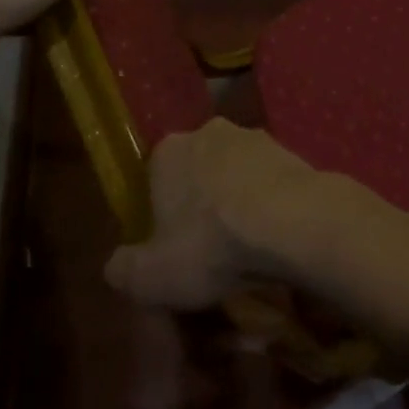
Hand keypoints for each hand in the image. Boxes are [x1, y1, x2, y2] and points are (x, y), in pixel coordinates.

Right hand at [104, 119, 322, 309]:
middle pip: (197, 170)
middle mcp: (209, 131)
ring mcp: (253, 137)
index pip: (154, 177)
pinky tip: (275, 235)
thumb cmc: (211, 243)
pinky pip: (268, 180)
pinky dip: (268, 202)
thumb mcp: (151, 277)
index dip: (160, 212)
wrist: (292, 221)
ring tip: (247, 246)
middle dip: (201, 202)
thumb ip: (123, 270)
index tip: (171, 245)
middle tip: (210, 248)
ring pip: (235, 173)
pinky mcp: (290, 149)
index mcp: (168, 151)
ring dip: (238, 200)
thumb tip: (116, 264)